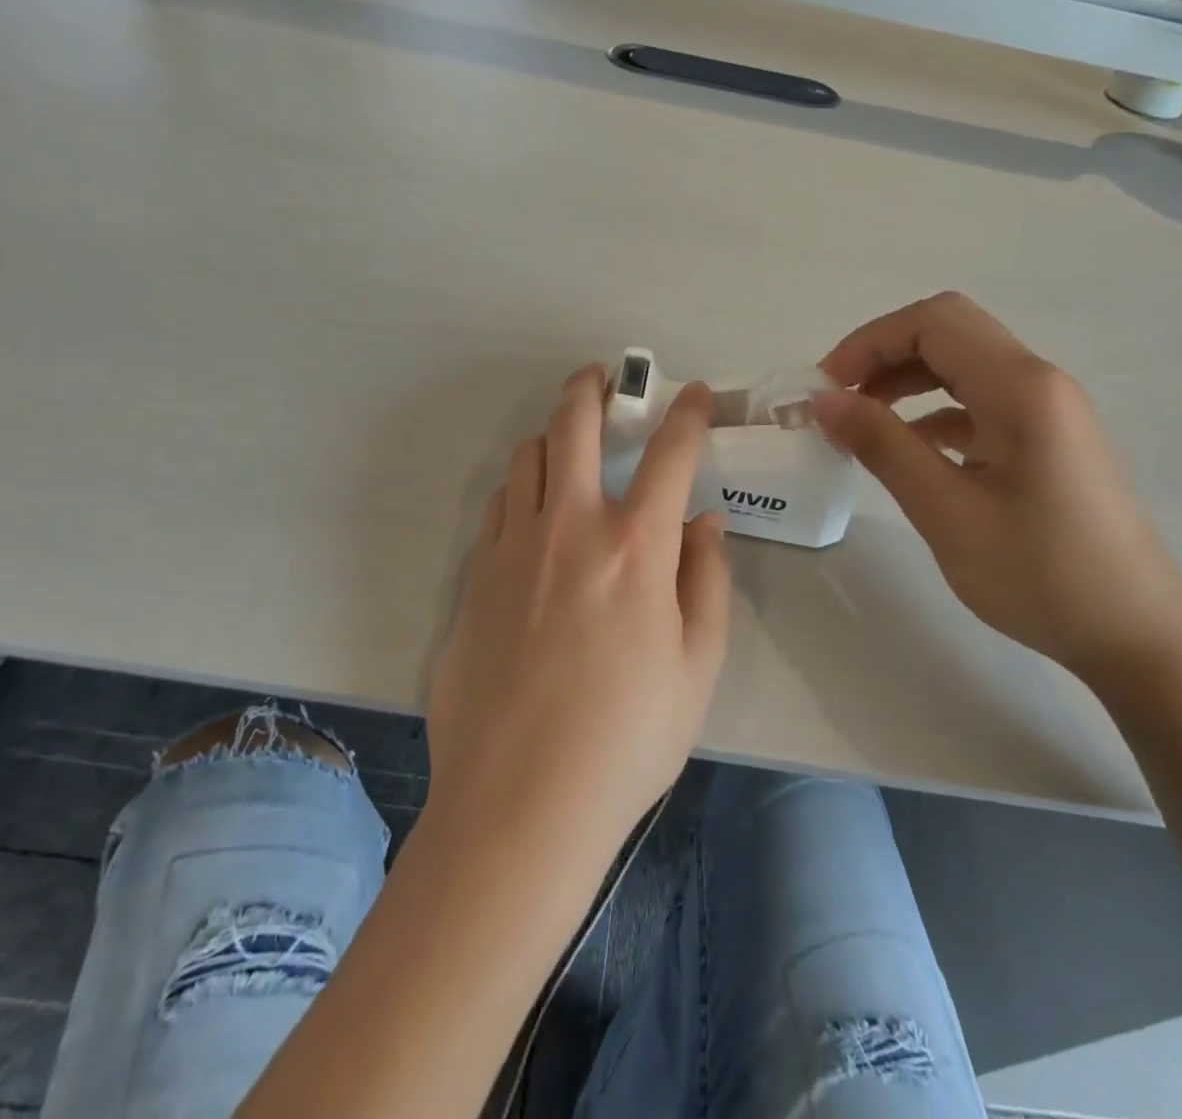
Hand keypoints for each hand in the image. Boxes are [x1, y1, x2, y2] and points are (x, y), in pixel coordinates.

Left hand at [427, 367, 730, 858]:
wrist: (520, 802)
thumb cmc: (627, 739)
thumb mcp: (698, 666)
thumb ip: (707, 580)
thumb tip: (704, 522)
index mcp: (635, 547)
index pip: (669, 453)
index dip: (687, 413)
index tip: (693, 395)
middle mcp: (569, 528)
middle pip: (573, 425)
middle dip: (592, 388)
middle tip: (604, 379)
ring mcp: (512, 548)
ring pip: (526, 458)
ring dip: (553, 436)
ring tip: (569, 443)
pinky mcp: (474, 578)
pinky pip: (498, 507)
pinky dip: (521, 489)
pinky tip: (532, 511)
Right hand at [815, 292, 1181, 680]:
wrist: (1136, 636)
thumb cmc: (1039, 574)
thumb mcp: (946, 511)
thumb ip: (883, 445)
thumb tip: (826, 400)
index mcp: (1020, 388)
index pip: (933, 322)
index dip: (870, 342)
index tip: (827, 388)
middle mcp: (1039, 382)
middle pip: (949, 333)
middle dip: (885, 355)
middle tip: (840, 400)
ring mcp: (1049, 410)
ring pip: (965, 366)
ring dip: (908, 381)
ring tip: (863, 423)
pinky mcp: (1049, 440)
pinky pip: (982, 402)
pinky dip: (936, 412)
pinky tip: (910, 451)